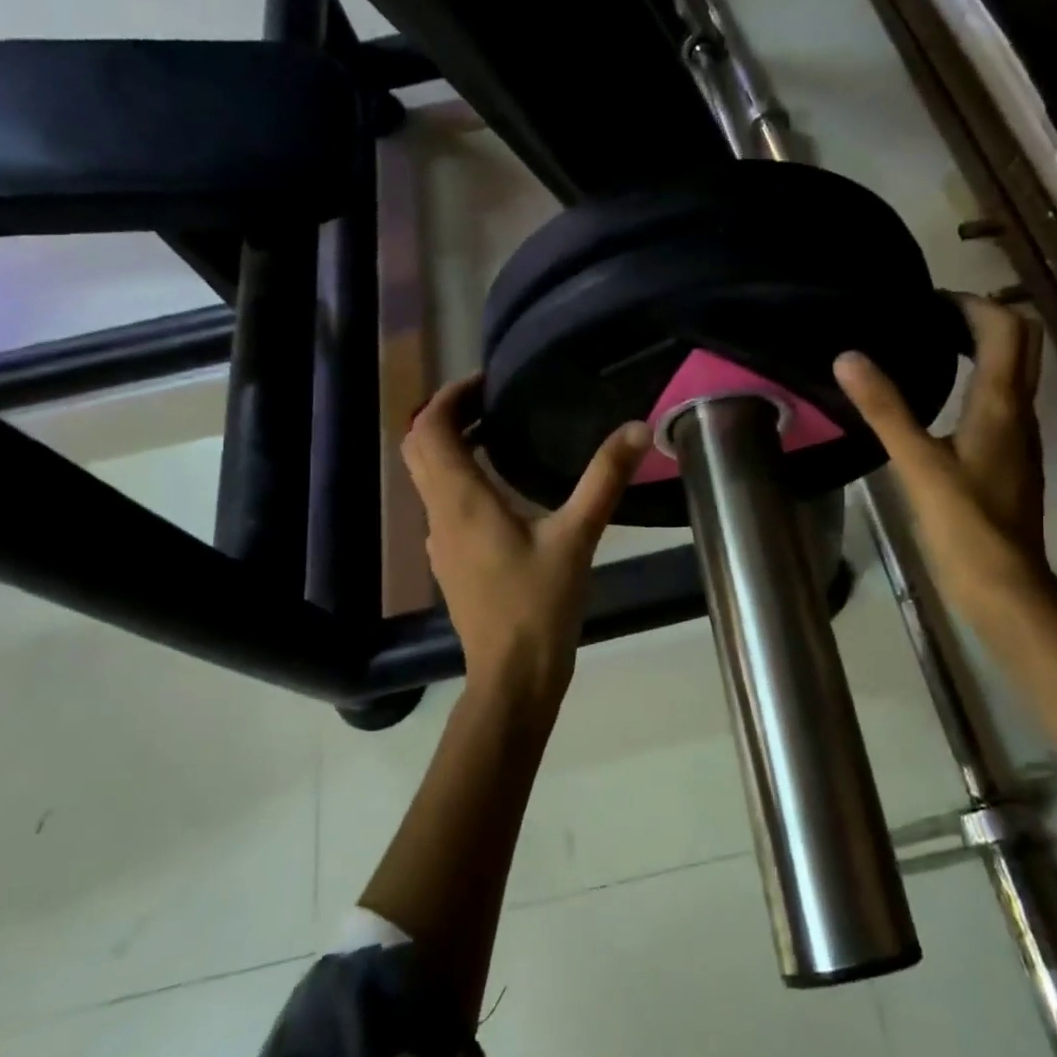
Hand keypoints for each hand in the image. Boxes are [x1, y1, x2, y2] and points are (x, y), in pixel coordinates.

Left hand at [402, 375, 650, 700]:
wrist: (512, 675)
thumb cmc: (539, 604)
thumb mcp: (578, 537)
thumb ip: (604, 479)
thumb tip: (638, 427)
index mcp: (461, 500)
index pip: (430, 429)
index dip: (450, 396)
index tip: (485, 381)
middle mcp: (440, 514)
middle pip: (419, 447)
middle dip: (446, 415)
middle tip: (490, 400)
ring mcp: (440, 540)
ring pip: (427, 476)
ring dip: (450, 445)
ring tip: (497, 431)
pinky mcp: (450, 560)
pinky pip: (442, 502)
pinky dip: (459, 476)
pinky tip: (501, 488)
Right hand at [834, 295, 1049, 605]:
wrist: (1004, 584)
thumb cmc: (964, 523)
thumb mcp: (917, 463)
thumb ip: (884, 408)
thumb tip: (848, 356)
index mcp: (1001, 402)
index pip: (1004, 327)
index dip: (971, 303)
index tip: (927, 302)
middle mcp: (1020, 411)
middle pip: (1022, 342)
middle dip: (983, 319)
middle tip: (932, 320)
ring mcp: (1020, 437)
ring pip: (1014, 371)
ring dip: (982, 349)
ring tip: (930, 350)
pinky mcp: (1010, 459)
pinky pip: (1002, 401)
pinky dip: (978, 382)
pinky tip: (941, 404)